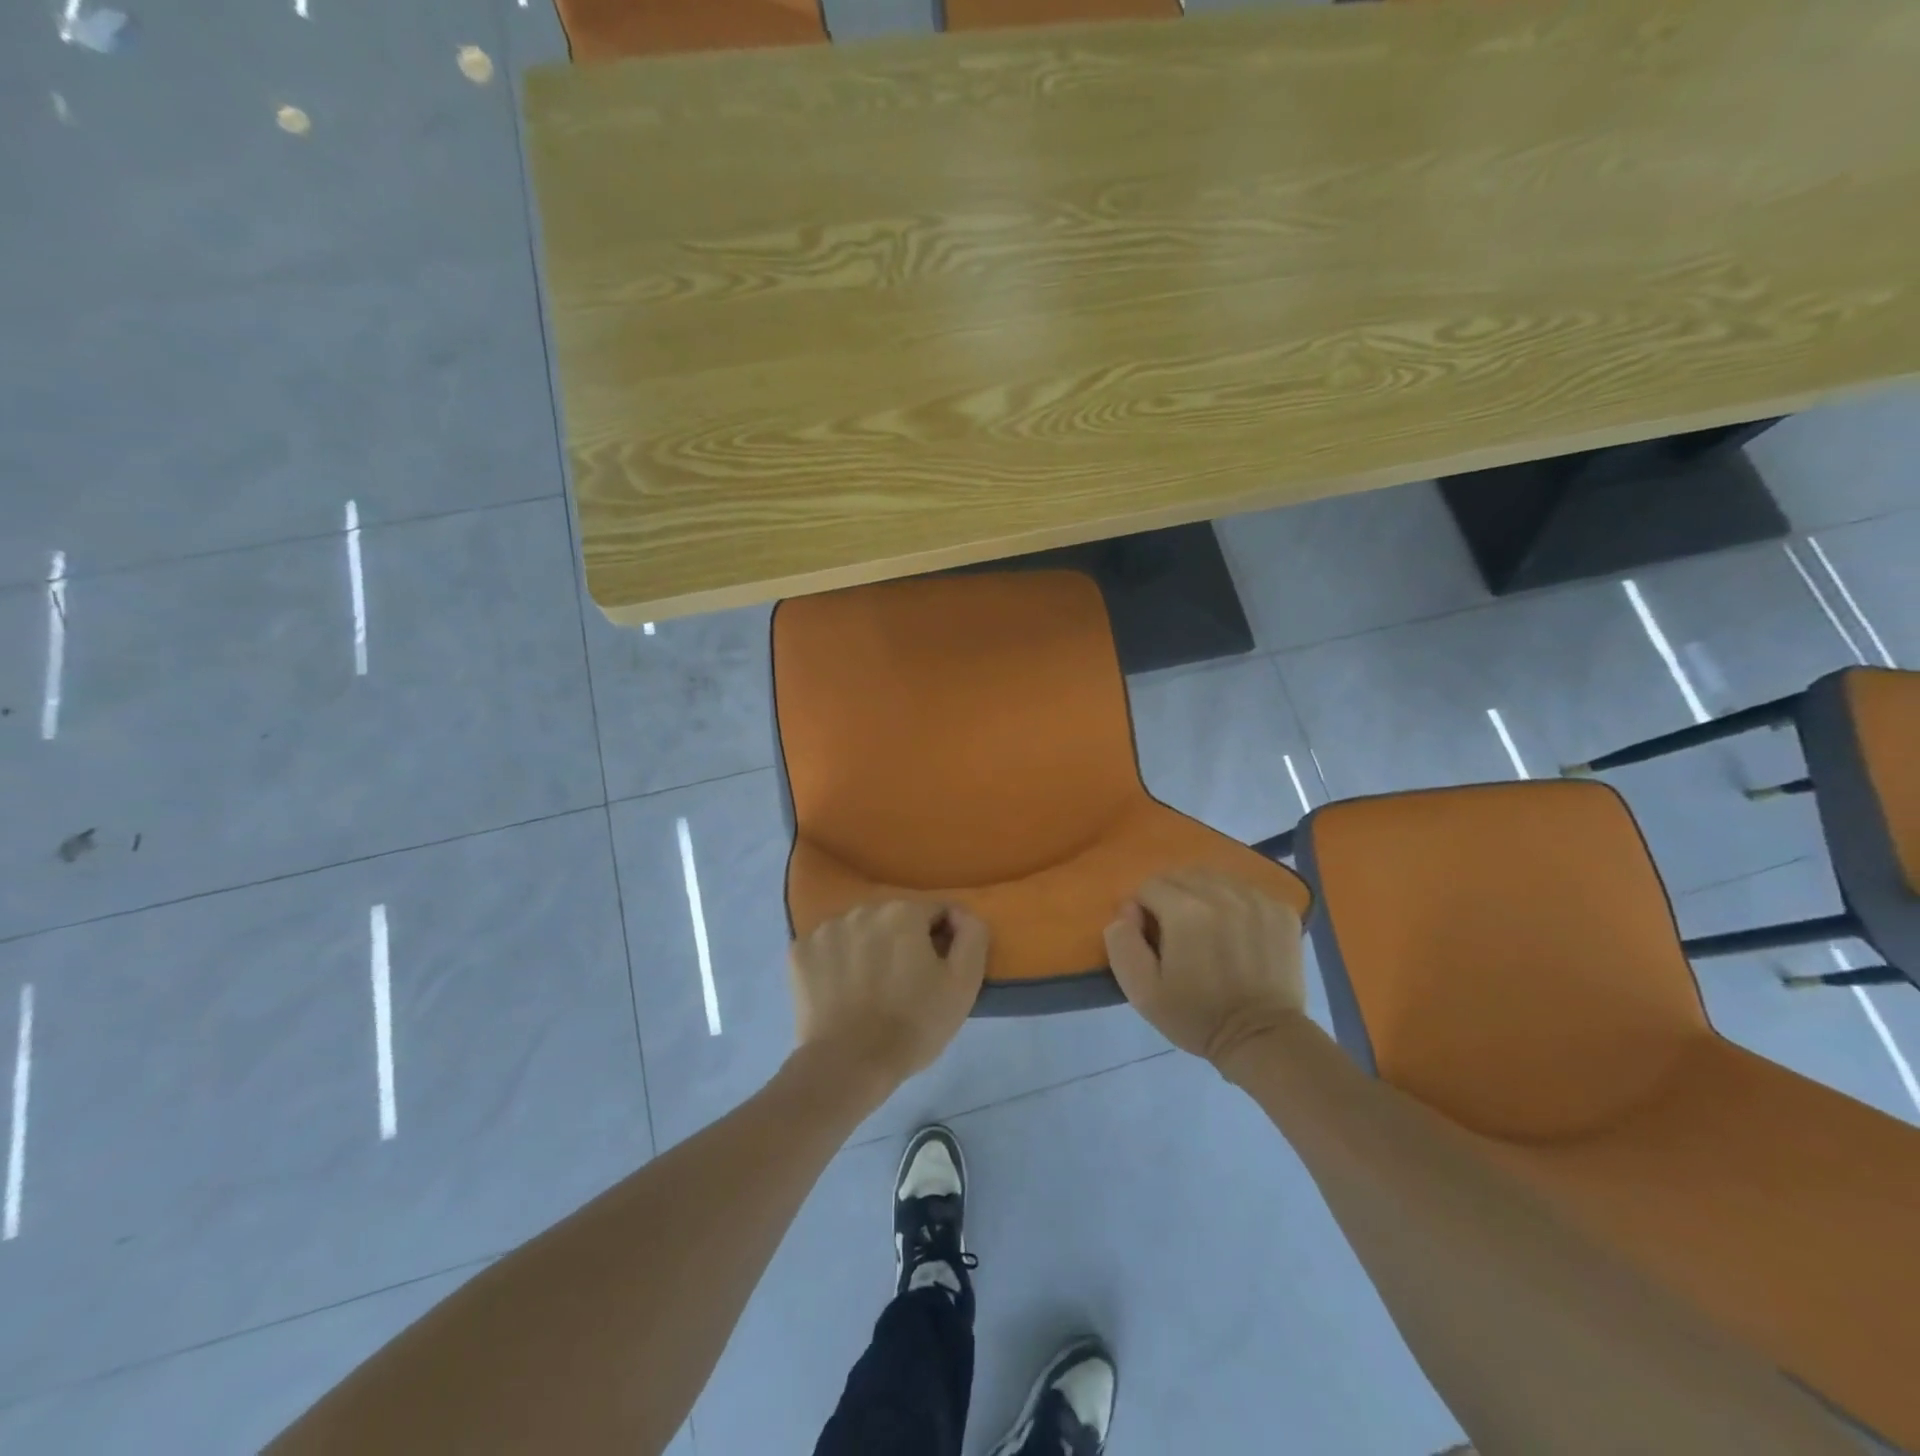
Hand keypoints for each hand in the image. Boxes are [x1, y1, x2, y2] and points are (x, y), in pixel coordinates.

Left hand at [791, 901, 988, 1090]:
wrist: (848, 1066)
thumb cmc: (913, 1024)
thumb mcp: (964, 983)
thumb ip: (972, 935)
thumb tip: (960, 914)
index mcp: (903, 911)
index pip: (935, 913)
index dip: (942, 942)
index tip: (937, 974)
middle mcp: (862, 909)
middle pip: (895, 920)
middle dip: (903, 943)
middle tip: (905, 985)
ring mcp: (825, 929)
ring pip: (860, 931)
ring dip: (869, 949)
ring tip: (870, 990)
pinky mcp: (799, 952)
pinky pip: (828, 948)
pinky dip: (836, 963)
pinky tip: (841, 992)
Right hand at [1104, 870, 1305, 1069]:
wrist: (1263, 1039)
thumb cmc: (1197, 1016)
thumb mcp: (1141, 990)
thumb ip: (1122, 941)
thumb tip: (1128, 909)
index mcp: (1185, 911)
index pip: (1149, 886)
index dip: (1144, 911)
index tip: (1153, 940)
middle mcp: (1221, 894)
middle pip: (1181, 876)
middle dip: (1171, 899)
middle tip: (1178, 935)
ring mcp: (1256, 899)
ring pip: (1214, 879)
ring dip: (1202, 897)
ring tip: (1208, 932)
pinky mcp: (1281, 910)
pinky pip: (1245, 891)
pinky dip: (1234, 904)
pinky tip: (1237, 934)